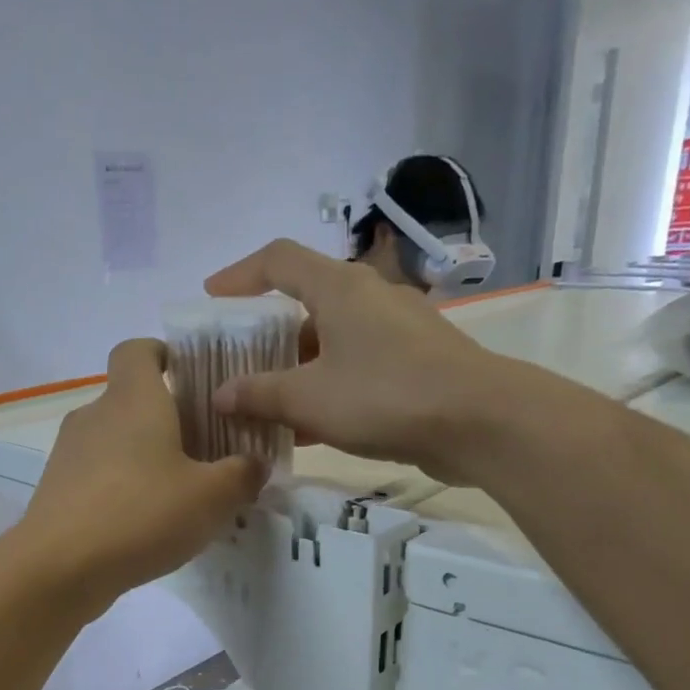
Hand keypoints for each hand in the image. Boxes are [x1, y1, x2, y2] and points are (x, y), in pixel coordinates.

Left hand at [19, 339, 265, 608]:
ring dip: (144, 460)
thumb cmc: (141, 515)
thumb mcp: (212, 497)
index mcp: (132, 399)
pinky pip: (97, 477)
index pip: (138, 350)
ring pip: (114, 442)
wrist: (59, 568)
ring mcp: (68, 454)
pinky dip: (121, 490)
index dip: (163, 354)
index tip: (190, 379)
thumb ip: (242, 474)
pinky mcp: (56, 491)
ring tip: (177, 498)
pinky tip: (143, 526)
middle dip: (167, 421)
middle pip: (131, 401)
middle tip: (204, 453)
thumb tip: (253, 463)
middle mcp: (95, 415)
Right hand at [206, 239, 502, 483]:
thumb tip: (221, 396)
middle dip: (265, 336)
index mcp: (339, 287)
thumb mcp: (309, 398)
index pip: (278, 260)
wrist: (479, 422)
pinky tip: (307, 428)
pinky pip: (354, 367)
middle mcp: (367, 298)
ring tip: (264, 406)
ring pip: (329, 342)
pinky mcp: (413, 362)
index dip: (239, 274)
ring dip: (294, 370)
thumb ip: (259, 394)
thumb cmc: (384, 395)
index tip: (211, 298)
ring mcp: (395, 330)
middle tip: (236, 365)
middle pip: (304, 304)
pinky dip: (325, 388)